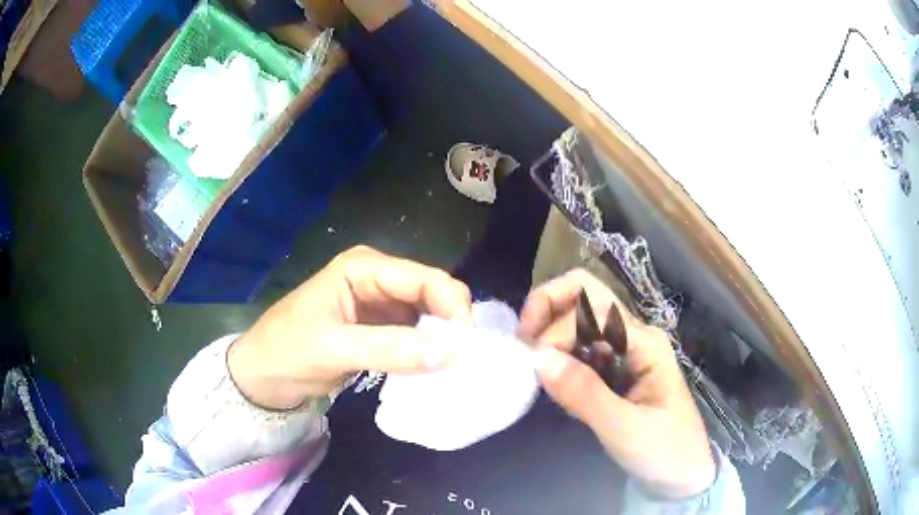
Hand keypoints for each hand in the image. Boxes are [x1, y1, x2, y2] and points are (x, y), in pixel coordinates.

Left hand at [228, 246, 471, 409]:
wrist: (261, 377)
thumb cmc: (286, 352)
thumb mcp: (333, 348)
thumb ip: (391, 348)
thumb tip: (451, 351)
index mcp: (363, 268)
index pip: (424, 278)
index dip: (452, 306)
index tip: (467, 346)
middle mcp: (378, 279)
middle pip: (432, 294)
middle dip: (450, 323)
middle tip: (463, 360)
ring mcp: (380, 305)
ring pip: (428, 316)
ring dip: (442, 339)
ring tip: (455, 368)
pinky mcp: (380, 329)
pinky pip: (416, 335)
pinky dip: (428, 351)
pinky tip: (435, 369)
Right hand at [519, 269, 715, 498]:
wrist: (682, 473)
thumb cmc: (664, 450)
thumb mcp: (625, 429)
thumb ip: (585, 394)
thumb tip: (538, 358)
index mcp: (643, 343)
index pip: (591, 308)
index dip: (555, 329)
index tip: (532, 367)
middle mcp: (632, 336)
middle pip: (584, 296)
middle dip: (546, 308)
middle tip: (521, 345)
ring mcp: (622, 352)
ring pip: (577, 320)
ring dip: (549, 334)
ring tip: (535, 372)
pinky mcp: (612, 370)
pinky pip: (577, 349)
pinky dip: (557, 358)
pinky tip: (555, 388)